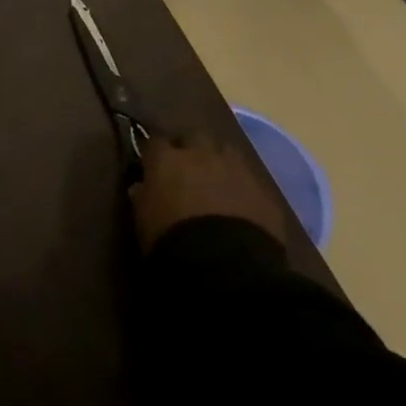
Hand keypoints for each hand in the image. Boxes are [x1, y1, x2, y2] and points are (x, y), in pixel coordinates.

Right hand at [129, 136, 286, 253]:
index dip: (156, 153)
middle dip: (192, 150)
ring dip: (220, 164)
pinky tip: (242, 207)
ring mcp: (236, 169)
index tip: (153, 165)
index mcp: (167, 159)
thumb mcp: (143, 222)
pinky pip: (251, 182)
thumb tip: (142, 186)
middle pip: (195, 138)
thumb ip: (142, 197)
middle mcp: (201, 154)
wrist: (226, 267)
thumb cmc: (172, 241)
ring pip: (226, 152)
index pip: (156, 142)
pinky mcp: (263, 191)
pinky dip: (244, 190)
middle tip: (189, 171)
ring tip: (218, 184)